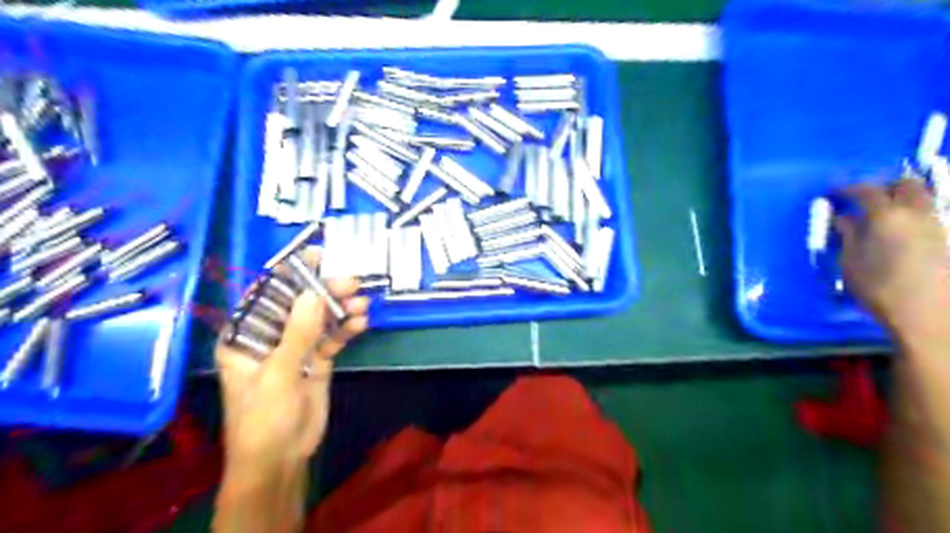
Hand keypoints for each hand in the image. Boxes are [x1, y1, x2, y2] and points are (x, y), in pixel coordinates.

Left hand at [218, 247, 368, 467]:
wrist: (281, 458)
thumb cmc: (263, 418)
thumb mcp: (278, 374)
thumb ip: (297, 333)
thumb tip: (313, 294)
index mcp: (245, 336)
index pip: (265, 296)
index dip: (289, 274)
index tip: (316, 255)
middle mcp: (270, 336)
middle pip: (299, 304)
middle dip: (324, 292)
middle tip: (350, 281)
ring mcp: (296, 347)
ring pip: (319, 319)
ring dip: (340, 309)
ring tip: (361, 303)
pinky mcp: (317, 360)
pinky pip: (333, 337)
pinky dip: (346, 328)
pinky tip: (361, 322)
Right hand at [832, 179, 949, 344]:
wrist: (928, 314)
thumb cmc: (878, 288)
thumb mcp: (851, 262)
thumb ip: (848, 235)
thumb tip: (843, 217)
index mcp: (887, 217)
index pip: (867, 191)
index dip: (849, 189)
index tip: (834, 192)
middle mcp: (917, 214)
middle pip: (907, 185)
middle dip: (885, 187)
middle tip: (867, 199)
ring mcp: (937, 225)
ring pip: (924, 197)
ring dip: (903, 199)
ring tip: (885, 214)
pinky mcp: (948, 240)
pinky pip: (931, 215)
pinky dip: (914, 214)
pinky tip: (902, 230)